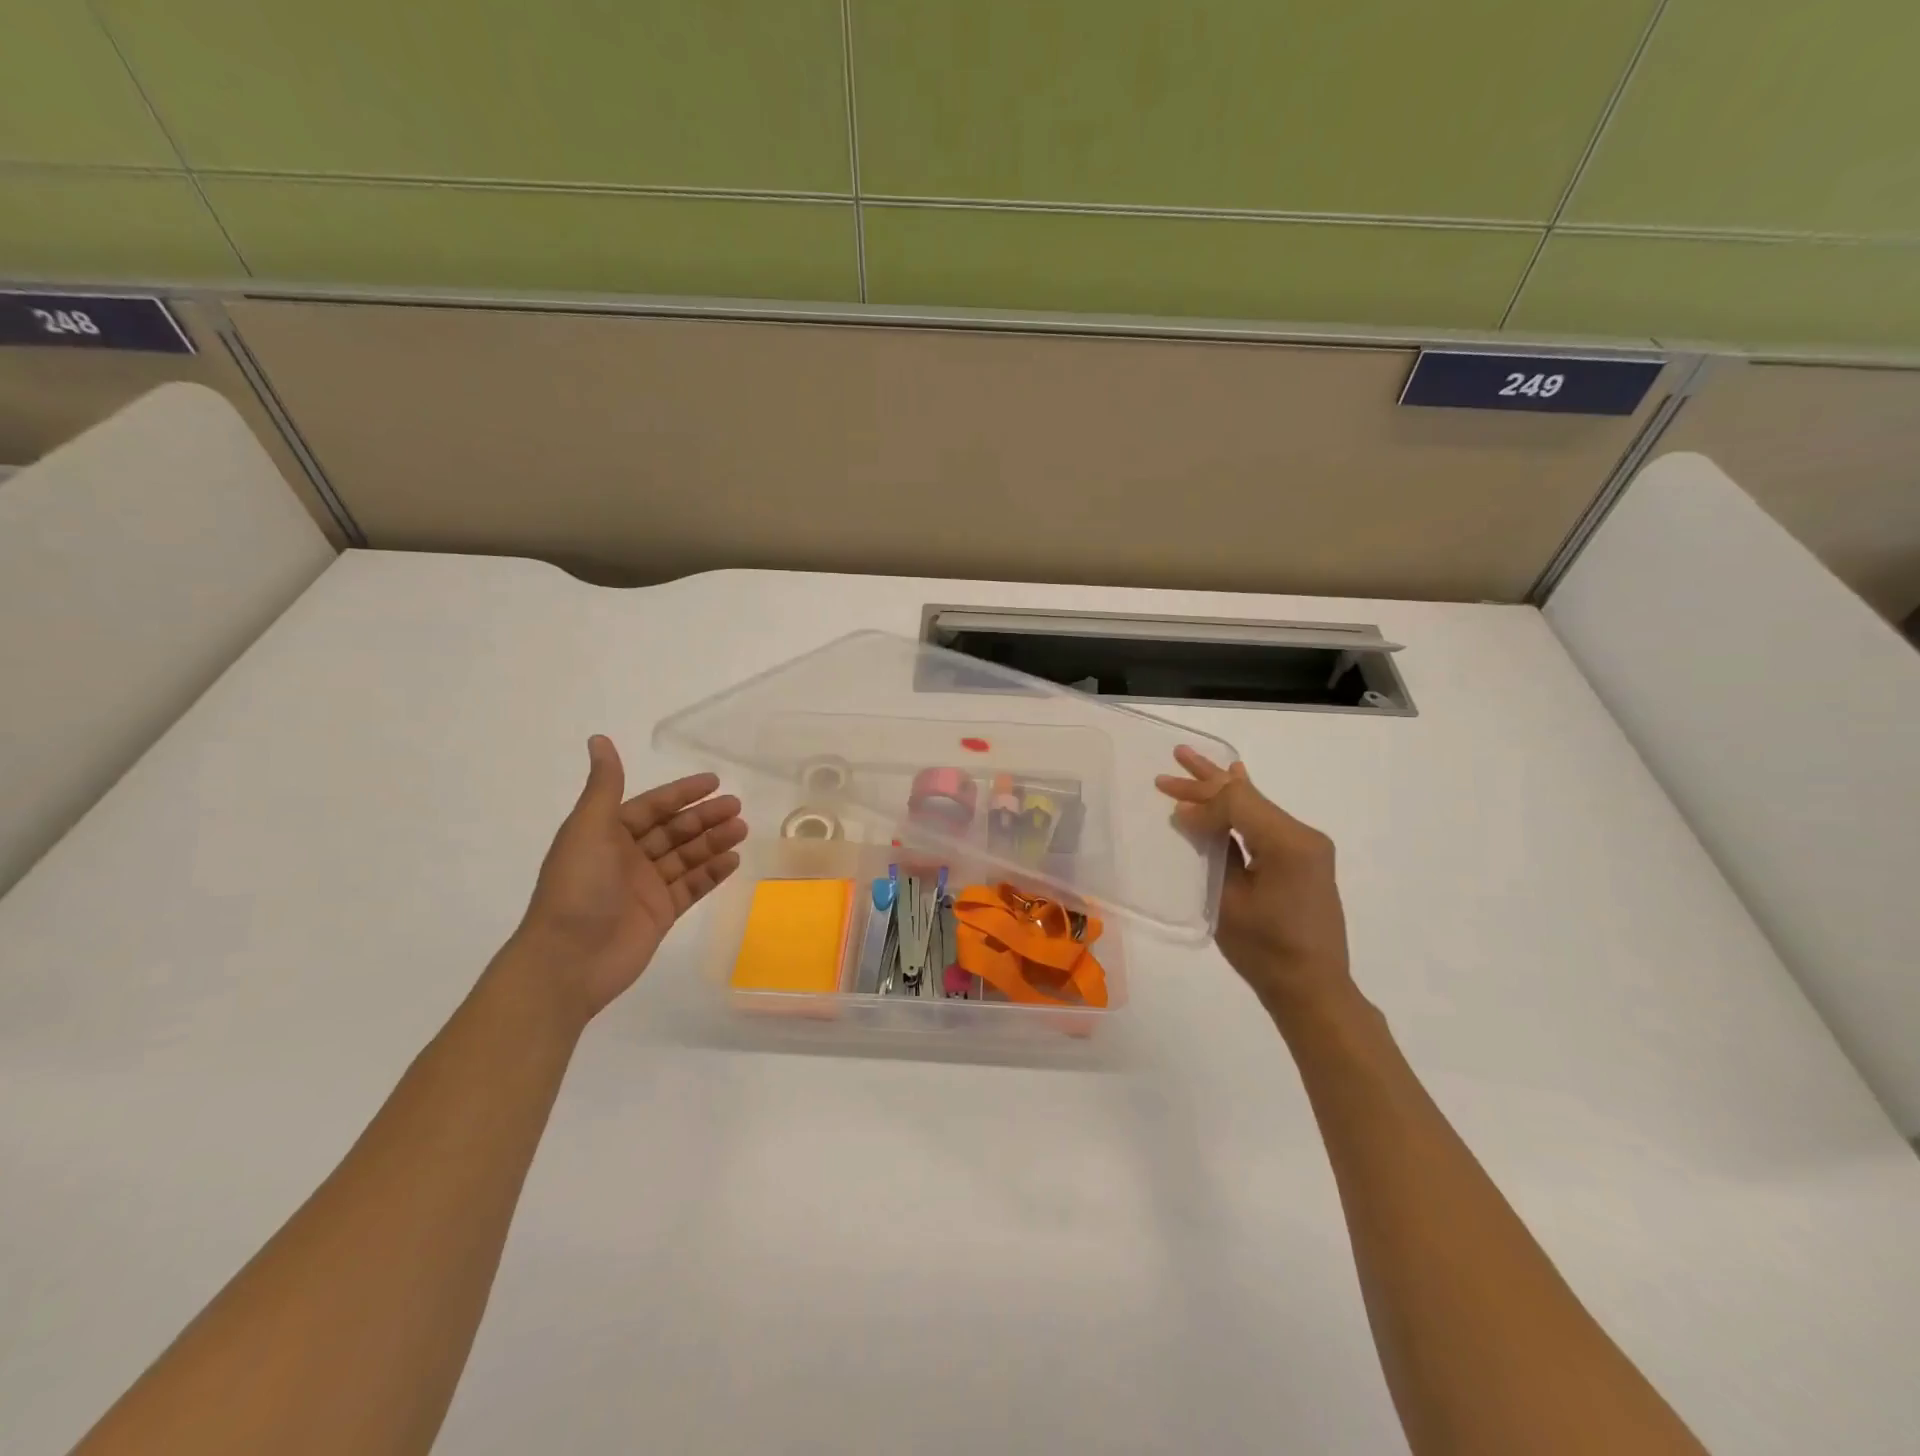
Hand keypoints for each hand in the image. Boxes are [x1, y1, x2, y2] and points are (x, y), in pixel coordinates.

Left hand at [505, 735, 746, 1023]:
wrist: (568, 961)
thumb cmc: (577, 888)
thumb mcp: (589, 829)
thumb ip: (604, 785)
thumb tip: (599, 739)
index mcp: (606, 834)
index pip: (651, 806)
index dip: (682, 793)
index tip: (714, 782)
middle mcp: (627, 858)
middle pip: (674, 830)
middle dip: (704, 817)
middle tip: (737, 807)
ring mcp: (646, 887)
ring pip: (687, 856)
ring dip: (713, 841)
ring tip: (742, 829)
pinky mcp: (661, 914)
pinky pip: (692, 887)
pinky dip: (712, 872)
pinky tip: (734, 860)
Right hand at [1157, 746, 1352, 1015]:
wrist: (1313, 989)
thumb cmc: (1265, 951)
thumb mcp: (1228, 902)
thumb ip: (1211, 850)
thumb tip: (1189, 816)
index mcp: (1289, 844)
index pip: (1236, 802)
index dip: (1200, 802)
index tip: (1172, 815)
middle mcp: (1303, 835)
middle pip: (1246, 797)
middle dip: (1205, 784)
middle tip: (1168, 769)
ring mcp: (1307, 845)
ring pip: (1255, 804)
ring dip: (1219, 789)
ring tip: (1190, 760)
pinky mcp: (1303, 857)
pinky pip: (1265, 820)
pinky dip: (1242, 804)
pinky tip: (1235, 777)